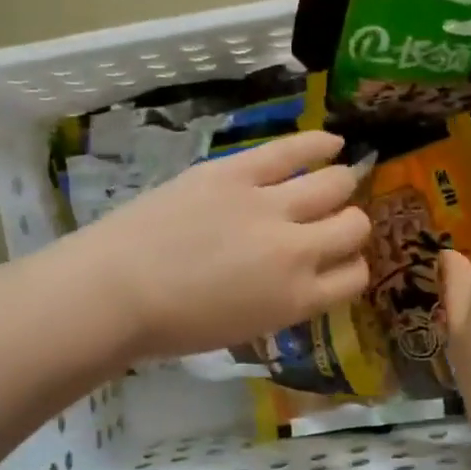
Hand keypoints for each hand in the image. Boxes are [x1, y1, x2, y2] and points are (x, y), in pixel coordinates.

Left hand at [76, 130, 370, 360]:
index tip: (338, 260)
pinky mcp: (236, 172)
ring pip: (334, 184)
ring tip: (336, 180)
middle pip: (353, 226)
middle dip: (350, 225)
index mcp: (297, 299)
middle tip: (332, 222)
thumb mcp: (247, 328)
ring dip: (341, 184)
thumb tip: (302, 274)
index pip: (355, 277)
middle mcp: (296, 251)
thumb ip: (285, 299)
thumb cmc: (174, 325)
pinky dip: (318, 144)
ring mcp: (268, 206)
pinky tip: (332, 141)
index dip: (352, 266)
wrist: (115, 292)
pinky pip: (291, 150)